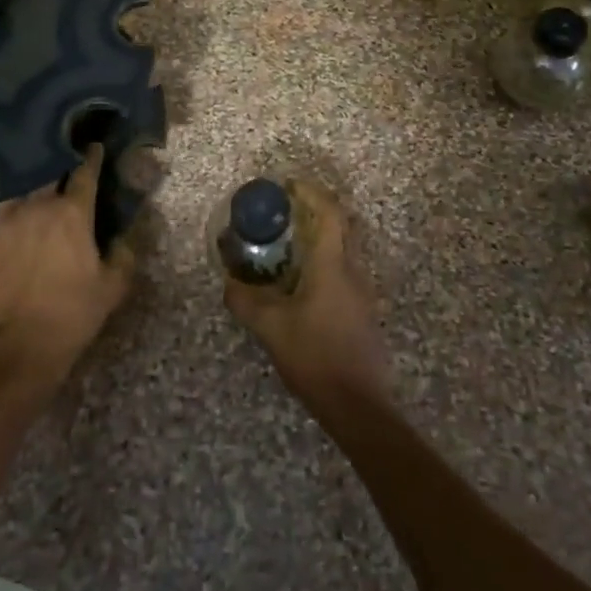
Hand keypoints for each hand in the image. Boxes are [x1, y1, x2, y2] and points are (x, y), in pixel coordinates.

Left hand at [0, 144, 134, 398]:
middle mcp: (37, 205)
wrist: (22, 344)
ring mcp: (3, 221)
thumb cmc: (74, 312)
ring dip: (20, 179)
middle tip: (58, 157)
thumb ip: (123, 252)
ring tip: (22, 175)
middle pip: (46, 170)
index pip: (85, 171)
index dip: (91, 156)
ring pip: (11, 185)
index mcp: (73, 212)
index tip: (93, 146)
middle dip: (54, 160)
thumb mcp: (114, 285)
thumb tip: (121, 233)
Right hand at [224, 178, 388, 410]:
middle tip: (288, 210)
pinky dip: (326, 261)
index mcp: (333, 266)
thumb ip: (246, 302)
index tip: (290, 184)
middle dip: (318, 210)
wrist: (358, 405)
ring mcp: (362, 292)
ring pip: (345, 249)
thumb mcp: (272, 329)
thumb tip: (228, 283)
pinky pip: (345, 270)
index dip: (312, 193)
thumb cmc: (315, 357)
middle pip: (342, 225)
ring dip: (322, 237)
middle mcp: (353, 271)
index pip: (330, 213)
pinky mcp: (363, 311)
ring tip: (291, 243)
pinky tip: (303, 281)